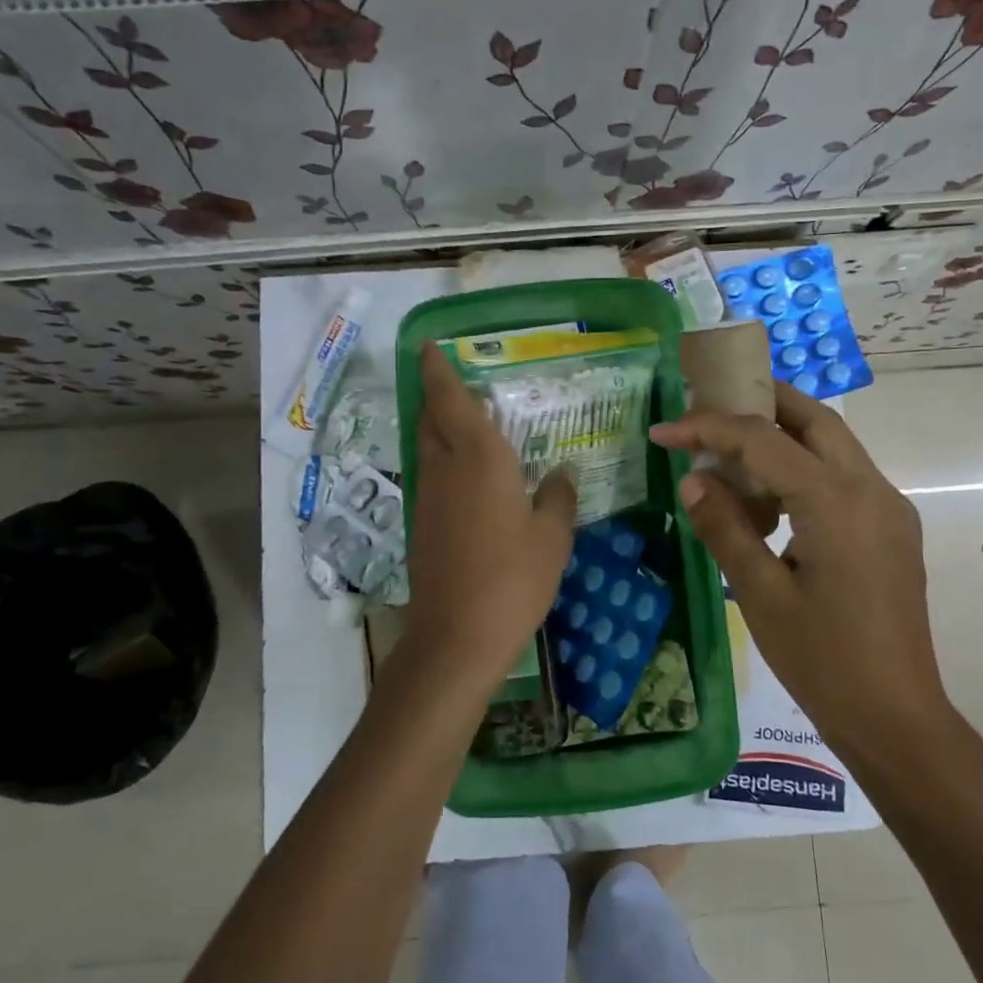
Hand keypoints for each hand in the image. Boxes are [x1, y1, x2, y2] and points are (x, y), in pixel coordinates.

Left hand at [400, 344, 576, 692]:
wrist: (456, 636)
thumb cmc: (512, 579)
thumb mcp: (553, 538)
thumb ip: (558, 498)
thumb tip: (560, 475)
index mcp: (479, 459)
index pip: (450, 400)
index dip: (437, 370)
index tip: (430, 346)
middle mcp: (445, 469)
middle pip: (432, 419)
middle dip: (438, 395)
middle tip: (459, 384)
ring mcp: (428, 498)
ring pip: (429, 447)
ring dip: (441, 429)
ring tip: (469, 426)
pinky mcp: (421, 525)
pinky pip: (432, 476)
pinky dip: (445, 462)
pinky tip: (469, 479)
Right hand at [649, 384, 952, 744]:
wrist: (896, 719)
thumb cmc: (823, 661)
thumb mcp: (761, 594)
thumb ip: (725, 527)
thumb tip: (693, 480)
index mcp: (836, 502)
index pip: (762, 439)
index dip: (707, 428)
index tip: (663, 430)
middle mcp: (872, 489)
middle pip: (815, 418)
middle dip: (761, 401)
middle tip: (710, 406)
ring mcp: (889, 508)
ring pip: (834, 444)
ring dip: (784, 434)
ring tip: (732, 450)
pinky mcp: (891, 529)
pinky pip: (844, 476)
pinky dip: (804, 467)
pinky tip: (770, 498)